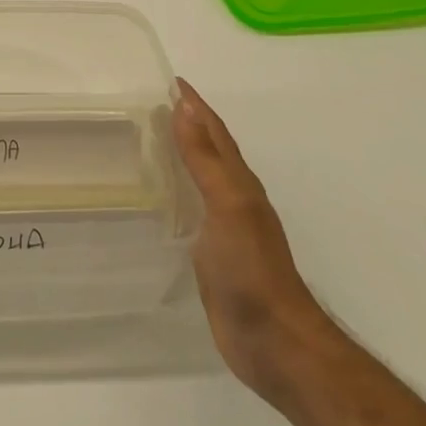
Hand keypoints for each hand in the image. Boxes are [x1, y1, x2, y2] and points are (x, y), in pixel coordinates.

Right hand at [174, 77, 333, 396]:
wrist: (276, 344)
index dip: (195, 106)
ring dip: (181, 155)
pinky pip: (191, 209)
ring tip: (149, 139)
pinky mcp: (213, 256)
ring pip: (201, 178)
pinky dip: (177, 191)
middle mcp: (234, 199)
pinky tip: (159, 195)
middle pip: (209, 150)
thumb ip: (205, 158)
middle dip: (187, 123)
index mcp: (239, 183)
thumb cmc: (251, 269)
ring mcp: (225, 229)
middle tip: (152, 103)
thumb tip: (184, 106)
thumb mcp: (228, 205)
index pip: (214, 132)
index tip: (171, 81)